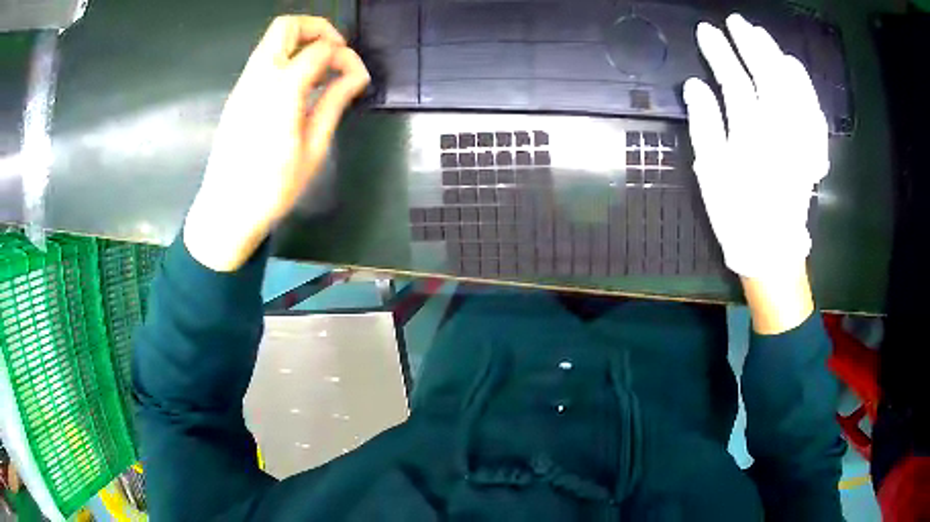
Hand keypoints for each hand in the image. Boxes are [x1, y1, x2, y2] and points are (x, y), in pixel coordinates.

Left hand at [184, 16, 370, 271]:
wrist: (226, 210)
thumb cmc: (273, 187)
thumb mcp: (314, 147)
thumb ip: (335, 102)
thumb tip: (357, 76)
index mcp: (282, 88)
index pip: (321, 49)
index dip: (346, 57)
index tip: (357, 77)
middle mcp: (259, 75)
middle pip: (287, 26)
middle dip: (318, 29)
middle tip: (336, 53)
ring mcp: (244, 84)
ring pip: (272, 40)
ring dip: (301, 43)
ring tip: (321, 73)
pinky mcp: (238, 95)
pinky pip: (264, 60)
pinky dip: (286, 59)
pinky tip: (298, 88)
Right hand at [684, 14, 827, 279]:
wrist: (772, 250)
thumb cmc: (737, 215)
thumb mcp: (710, 173)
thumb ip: (705, 124)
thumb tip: (695, 84)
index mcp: (751, 136)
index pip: (734, 81)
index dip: (719, 53)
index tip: (706, 31)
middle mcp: (781, 131)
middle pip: (767, 76)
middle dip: (750, 44)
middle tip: (736, 22)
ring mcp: (801, 139)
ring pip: (793, 88)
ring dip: (776, 56)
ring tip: (761, 35)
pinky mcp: (813, 149)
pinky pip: (813, 110)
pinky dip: (805, 85)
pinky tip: (795, 66)